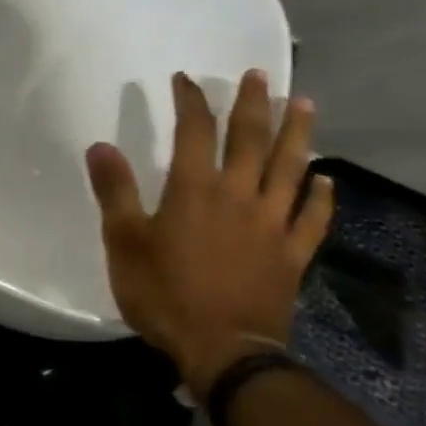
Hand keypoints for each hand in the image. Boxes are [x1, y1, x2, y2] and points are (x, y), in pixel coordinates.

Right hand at [85, 70, 334, 397]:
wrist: (223, 350)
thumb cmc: (164, 294)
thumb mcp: (124, 243)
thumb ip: (115, 192)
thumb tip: (100, 146)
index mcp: (195, 190)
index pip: (196, 132)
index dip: (191, 101)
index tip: (186, 79)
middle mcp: (240, 197)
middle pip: (251, 140)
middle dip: (253, 104)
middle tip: (257, 75)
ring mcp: (273, 225)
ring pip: (291, 169)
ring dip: (298, 134)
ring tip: (303, 104)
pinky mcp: (292, 255)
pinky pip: (312, 218)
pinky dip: (320, 195)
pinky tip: (325, 179)